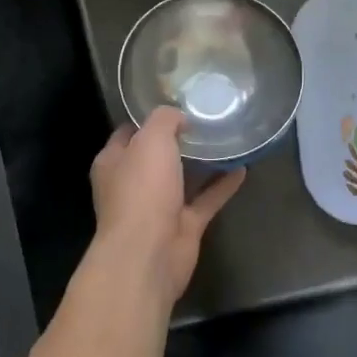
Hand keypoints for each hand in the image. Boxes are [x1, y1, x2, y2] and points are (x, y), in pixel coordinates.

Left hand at [89, 109, 244, 309]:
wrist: (149, 254)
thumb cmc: (142, 191)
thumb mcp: (151, 140)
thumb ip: (165, 120)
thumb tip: (179, 117)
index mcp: (114, 162)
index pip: (130, 133)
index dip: (150, 118)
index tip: (178, 103)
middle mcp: (133, 184)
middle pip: (157, 156)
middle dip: (178, 140)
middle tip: (207, 119)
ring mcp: (158, 208)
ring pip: (182, 179)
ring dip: (202, 163)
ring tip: (226, 139)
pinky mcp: (183, 226)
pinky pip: (205, 200)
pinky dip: (222, 186)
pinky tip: (242, 168)